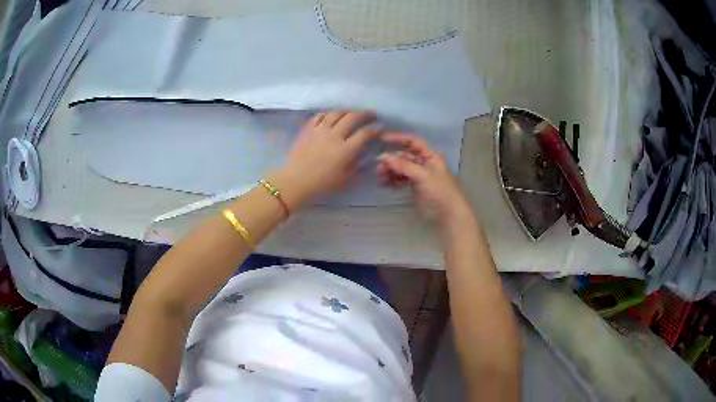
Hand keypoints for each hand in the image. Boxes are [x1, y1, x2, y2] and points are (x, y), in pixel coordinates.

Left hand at [271, 111, 378, 207]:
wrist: (295, 181)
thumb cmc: (321, 184)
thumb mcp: (344, 180)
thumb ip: (356, 167)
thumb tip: (364, 157)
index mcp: (346, 150)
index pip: (365, 134)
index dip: (375, 129)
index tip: (380, 128)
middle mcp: (335, 135)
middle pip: (353, 117)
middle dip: (365, 114)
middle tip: (371, 115)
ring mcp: (320, 130)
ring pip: (336, 113)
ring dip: (347, 111)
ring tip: (352, 113)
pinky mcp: (308, 129)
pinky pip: (319, 116)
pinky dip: (328, 114)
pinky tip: (330, 117)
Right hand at [377, 133, 473, 230]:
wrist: (449, 215)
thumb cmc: (440, 192)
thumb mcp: (423, 176)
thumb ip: (404, 166)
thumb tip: (383, 156)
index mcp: (431, 156)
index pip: (413, 142)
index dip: (399, 138)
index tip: (382, 139)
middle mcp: (425, 163)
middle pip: (405, 156)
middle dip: (391, 160)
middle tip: (379, 168)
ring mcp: (419, 175)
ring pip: (401, 169)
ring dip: (390, 171)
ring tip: (380, 178)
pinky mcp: (415, 187)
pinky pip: (401, 180)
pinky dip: (393, 181)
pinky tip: (385, 185)